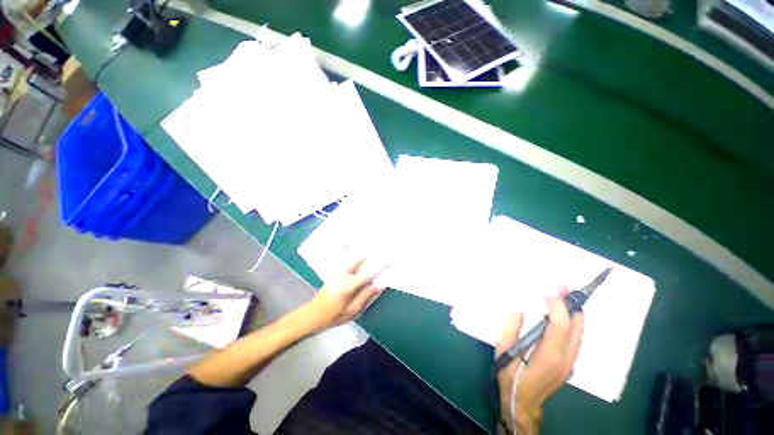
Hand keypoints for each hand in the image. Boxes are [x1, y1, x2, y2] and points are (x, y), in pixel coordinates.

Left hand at [304, 258, 388, 330]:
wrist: (312, 315)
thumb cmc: (333, 316)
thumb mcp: (352, 310)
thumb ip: (365, 296)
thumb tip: (379, 284)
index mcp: (349, 286)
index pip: (368, 274)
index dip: (380, 268)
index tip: (389, 261)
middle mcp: (343, 275)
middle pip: (358, 260)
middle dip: (370, 254)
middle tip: (380, 252)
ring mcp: (338, 273)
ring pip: (352, 259)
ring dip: (363, 255)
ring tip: (372, 252)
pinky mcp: (335, 273)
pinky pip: (348, 262)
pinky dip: (356, 258)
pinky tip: (360, 258)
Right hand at [495, 286, 584, 434]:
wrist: (524, 404)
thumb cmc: (510, 377)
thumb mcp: (504, 351)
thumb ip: (511, 327)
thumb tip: (520, 307)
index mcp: (549, 356)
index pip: (561, 325)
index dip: (557, 305)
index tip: (547, 290)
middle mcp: (566, 358)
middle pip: (577, 325)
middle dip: (570, 302)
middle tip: (561, 284)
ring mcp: (571, 361)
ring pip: (579, 330)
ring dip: (571, 310)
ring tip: (561, 293)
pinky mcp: (569, 362)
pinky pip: (575, 336)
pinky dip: (569, 320)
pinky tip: (558, 313)